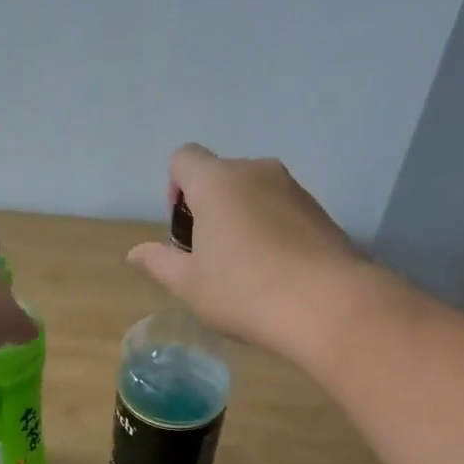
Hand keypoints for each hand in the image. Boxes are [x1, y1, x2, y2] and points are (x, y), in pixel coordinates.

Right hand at [127, 145, 363, 358]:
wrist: (328, 305)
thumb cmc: (244, 291)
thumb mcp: (189, 284)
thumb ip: (159, 262)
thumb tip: (135, 252)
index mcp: (216, 181)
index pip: (183, 158)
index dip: (175, 190)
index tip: (185, 232)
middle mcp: (256, 171)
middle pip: (219, 175)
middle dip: (208, 208)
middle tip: (210, 257)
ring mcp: (293, 188)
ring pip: (253, 193)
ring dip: (242, 219)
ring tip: (246, 269)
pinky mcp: (320, 210)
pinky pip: (282, 210)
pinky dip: (272, 230)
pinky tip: (277, 272)